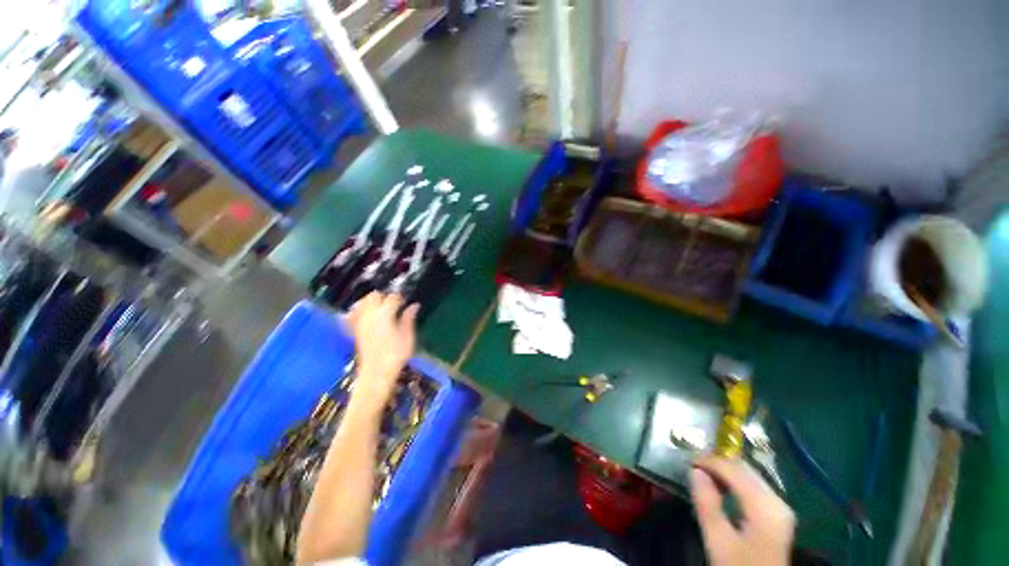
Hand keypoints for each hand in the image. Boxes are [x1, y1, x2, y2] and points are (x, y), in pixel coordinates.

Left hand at [346, 292, 419, 415]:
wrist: (376, 373)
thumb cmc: (396, 355)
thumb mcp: (408, 336)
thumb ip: (409, 318)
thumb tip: (414, 305)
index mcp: (385, 314)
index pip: (393, 297)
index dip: (400, 299)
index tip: (405, 303)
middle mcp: (369, 315)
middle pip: (374, 295)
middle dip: (384, 297)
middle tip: (394, 306)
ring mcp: (359, 322)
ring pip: (362, 302)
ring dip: (371, 302)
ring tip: (381, 310)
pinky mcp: (354, 330)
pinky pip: (352, 315)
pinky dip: (358, 312)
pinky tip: (366, 316)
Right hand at [690, 455, 794, 565]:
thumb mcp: (718, 541)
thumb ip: (707, 504)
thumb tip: (695, 471)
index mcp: (765, 506)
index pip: (735, 470)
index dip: (710, 461)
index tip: (687, 459)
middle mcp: (777, 500)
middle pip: (745, 470)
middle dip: (718, 462)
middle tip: (693, 463)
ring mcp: (779, 507)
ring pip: (749, 476)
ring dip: (725, 470)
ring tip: (703, 471)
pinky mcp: (776, 514)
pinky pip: (754, 487)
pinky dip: (735, 481)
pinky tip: (721, 485)